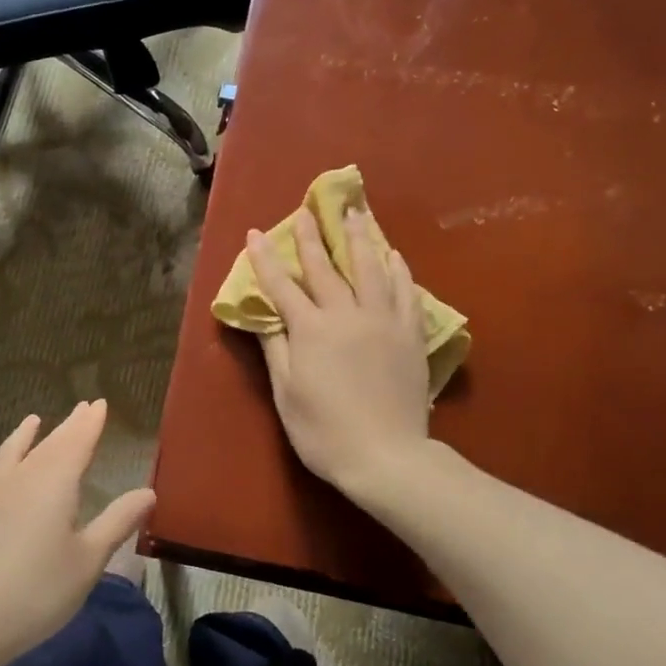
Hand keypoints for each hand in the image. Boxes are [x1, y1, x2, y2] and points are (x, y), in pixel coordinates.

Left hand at [0, 401, 155, 665]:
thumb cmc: (38, 591)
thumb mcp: (89, 560)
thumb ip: (117, 522)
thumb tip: (148, 491)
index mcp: (54, 483)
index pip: (77, 442)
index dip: (90, 423)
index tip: (99, 403)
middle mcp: (21, 479)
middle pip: (48, 444)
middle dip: (68, 426)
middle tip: (82, 408)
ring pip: (13, 454)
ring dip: (26, 436)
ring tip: (33, 421)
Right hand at [246, 208, 432, 495]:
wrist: (386, 456)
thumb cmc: (324, 431)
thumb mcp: (287, 394)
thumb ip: (276, 349)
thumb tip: (265, 316)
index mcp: (311, 330)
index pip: (282, 286)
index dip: (266, 259)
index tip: (255, 232)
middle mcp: (347, 314)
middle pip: (326, 267)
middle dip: (313, 237)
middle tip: (307, 209)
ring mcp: (383, 321)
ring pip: (370, 268)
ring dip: (360, 238)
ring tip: (355, 213)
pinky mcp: (410, 333)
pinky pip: (405, 291)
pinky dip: (398, 269)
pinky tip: (394, 255)